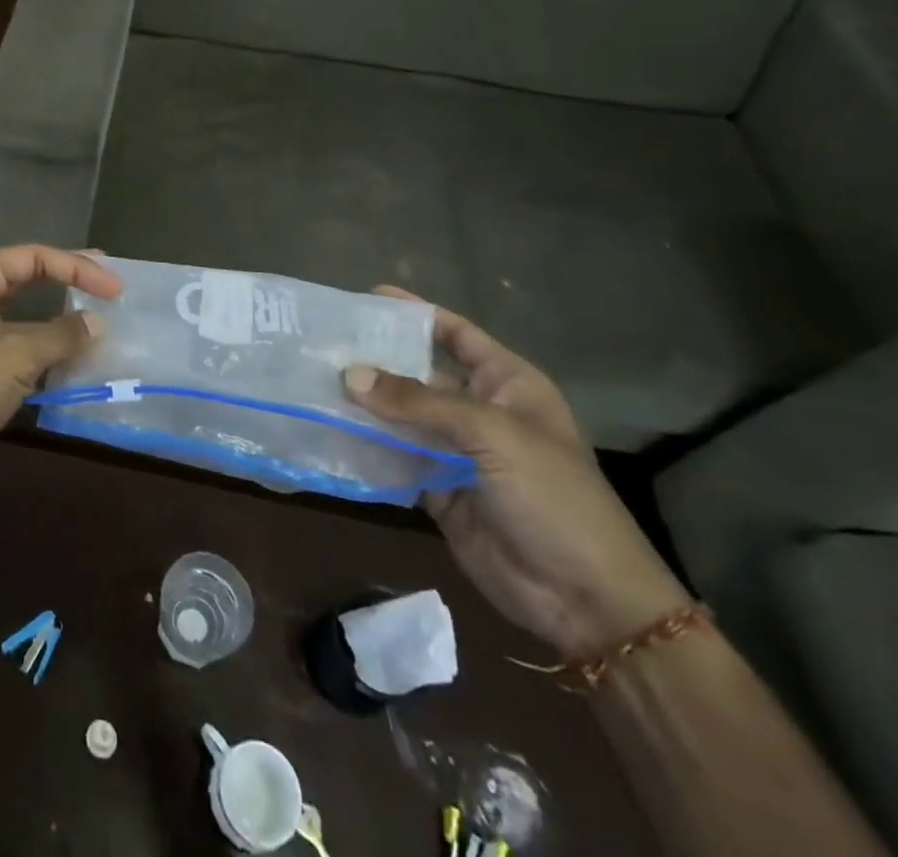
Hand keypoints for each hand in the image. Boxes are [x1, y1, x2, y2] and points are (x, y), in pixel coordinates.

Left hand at [0, 245, 121, 506]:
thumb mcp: (15, 356)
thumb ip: (61, 334)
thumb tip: (97, 322)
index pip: (34, 256)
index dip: (78, 267)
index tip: (116, 288)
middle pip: (26, 277)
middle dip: (68, 282)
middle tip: (110, 288)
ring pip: (21, 315)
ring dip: (57, 320)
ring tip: (97, 324)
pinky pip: (12, 346)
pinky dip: (41, 350)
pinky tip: (68, 361)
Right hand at [344, 288, 689, 657]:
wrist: (585, 600)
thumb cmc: (553, 497)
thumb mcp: (491, 435)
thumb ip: (418, 403)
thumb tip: (349, 374)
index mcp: (507, 384)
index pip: (457, 334)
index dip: (417, 313)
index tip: (367, 297)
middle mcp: (478, 411)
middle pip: (419, 374)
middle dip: (376, 360)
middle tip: (323, 344)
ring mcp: (456, 452)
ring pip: (400, 417)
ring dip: (364, 404)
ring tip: (312, 382)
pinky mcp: (436, 489)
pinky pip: (394, 458)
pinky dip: (365, 447)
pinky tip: (327, 431)